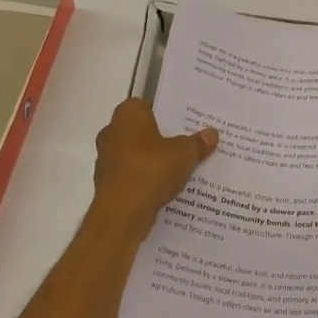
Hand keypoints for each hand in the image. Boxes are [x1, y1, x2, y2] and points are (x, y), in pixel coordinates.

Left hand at [91, 99, 217, 236]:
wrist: (122, 213)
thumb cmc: (151, 170)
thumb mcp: (185, 154)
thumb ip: (198, 143)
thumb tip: (212, 133)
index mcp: (127, 115)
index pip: (145, 104)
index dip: (163, 112)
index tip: (182, 123)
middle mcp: (111, 132)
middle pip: (140, 130)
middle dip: (160, 138)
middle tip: (185, 144)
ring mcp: (106, 159)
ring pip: (135, 154)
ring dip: (152, 160)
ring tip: (179, 168)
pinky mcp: (107, 184)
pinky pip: (131, 175)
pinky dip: (145, 180)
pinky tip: (165, 188)